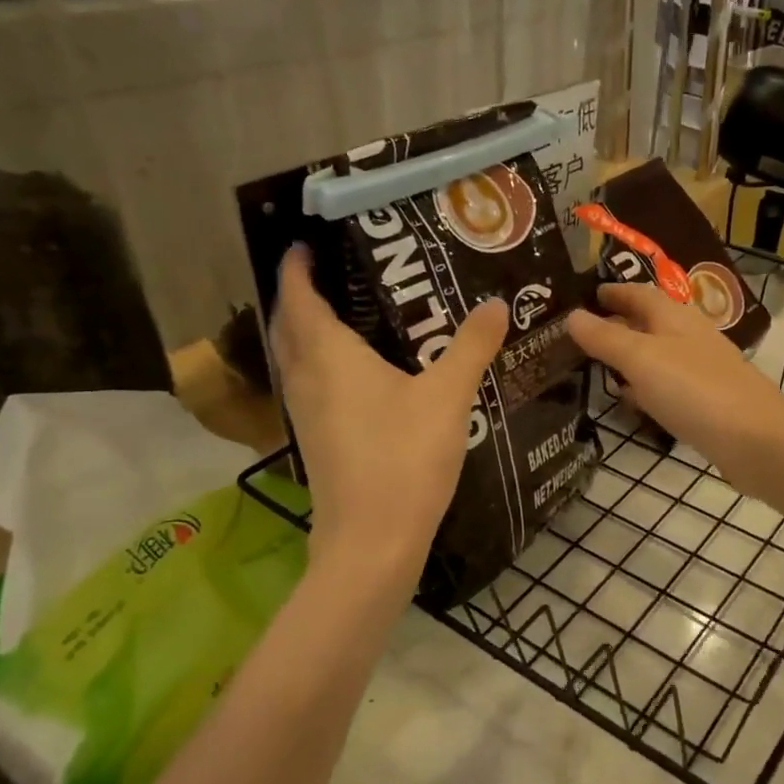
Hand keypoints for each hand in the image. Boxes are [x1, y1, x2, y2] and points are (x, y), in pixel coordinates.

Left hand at [270, 246, 506, 596]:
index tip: (305, 241)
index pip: (299, 296)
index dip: (296, 266)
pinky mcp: (317, 440)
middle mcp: (307, 379)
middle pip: (288, 325)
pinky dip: (320, 363)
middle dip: (299, 294)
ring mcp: (306, 414)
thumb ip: (471, 346)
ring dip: (306, 330)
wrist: (372, 542)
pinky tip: (358, 372)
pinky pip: (308, 384)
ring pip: (294, 357)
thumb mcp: (447, 396)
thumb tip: (495, 304)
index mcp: (329, 356)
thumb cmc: (404, 459)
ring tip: (346, 313)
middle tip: (333, 272)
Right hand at [565, 283, 783, 494]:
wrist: (756, 439)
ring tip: (597, 363)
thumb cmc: (695, 389)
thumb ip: (606, 337)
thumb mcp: (641, 359)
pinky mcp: (707, 402)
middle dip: (618, 322)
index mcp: (674, 317)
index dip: (612, 291)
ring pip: (658, 354)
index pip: (639, 293)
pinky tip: (633, 400)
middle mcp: (689, 337)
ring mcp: (701, 370)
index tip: (584, 295)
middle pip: (649, 322)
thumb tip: (571, 315)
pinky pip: (668, 385)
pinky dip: (646, 386)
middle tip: (581, 332)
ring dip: (631, 355)